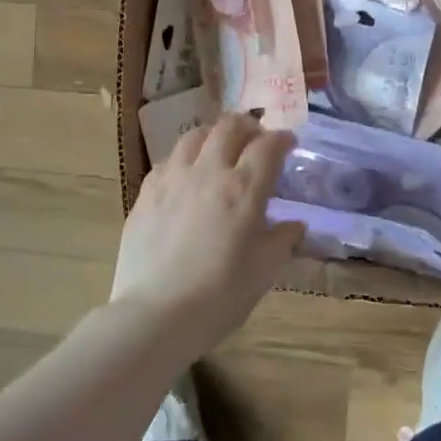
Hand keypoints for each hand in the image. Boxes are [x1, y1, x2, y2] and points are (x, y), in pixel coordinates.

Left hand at [110, 113, 305, 348]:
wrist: (155, 314)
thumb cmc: (219, 296)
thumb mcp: (263, 271)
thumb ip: (281, 240)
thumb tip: (294, 225)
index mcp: (244, 189)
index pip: (268, 146)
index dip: (282, 139)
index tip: (288, 144)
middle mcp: (208, 172)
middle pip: (229, 127)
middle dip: (248, 126)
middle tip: (256, 139)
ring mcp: (172, 178)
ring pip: (195, 135)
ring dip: (214, 135)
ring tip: (220, 149)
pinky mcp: (146, 192)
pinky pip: (168, 160)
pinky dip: (185, 158)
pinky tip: (187, 175)